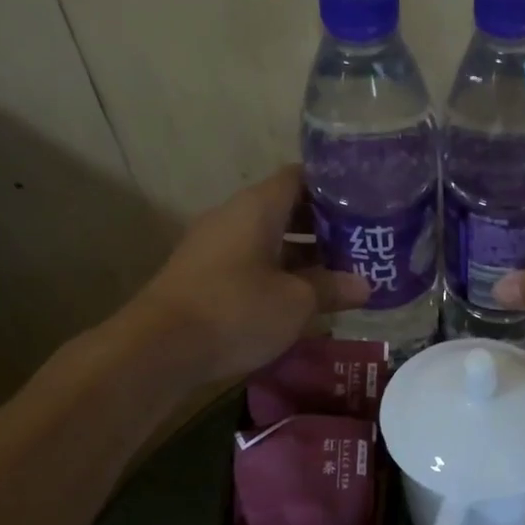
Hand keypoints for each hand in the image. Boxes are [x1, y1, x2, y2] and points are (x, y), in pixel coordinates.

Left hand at [128, 166, 368, 381]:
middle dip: (324, 226)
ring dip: (303, 254)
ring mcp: (214, 246)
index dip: (334, 186)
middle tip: (361, 243)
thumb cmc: (237, 310)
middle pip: (286, 208)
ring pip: (268, 239)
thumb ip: (331, 288)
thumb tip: (365, 286)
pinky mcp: (204, 275)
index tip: (365, 202)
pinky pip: (251, 262)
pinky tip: (301, 298)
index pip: (301, 177)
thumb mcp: (296, 302)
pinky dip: (278, 273)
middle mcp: (233, 216)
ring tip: (340, 274)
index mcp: (257, 207)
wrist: (159, 347)